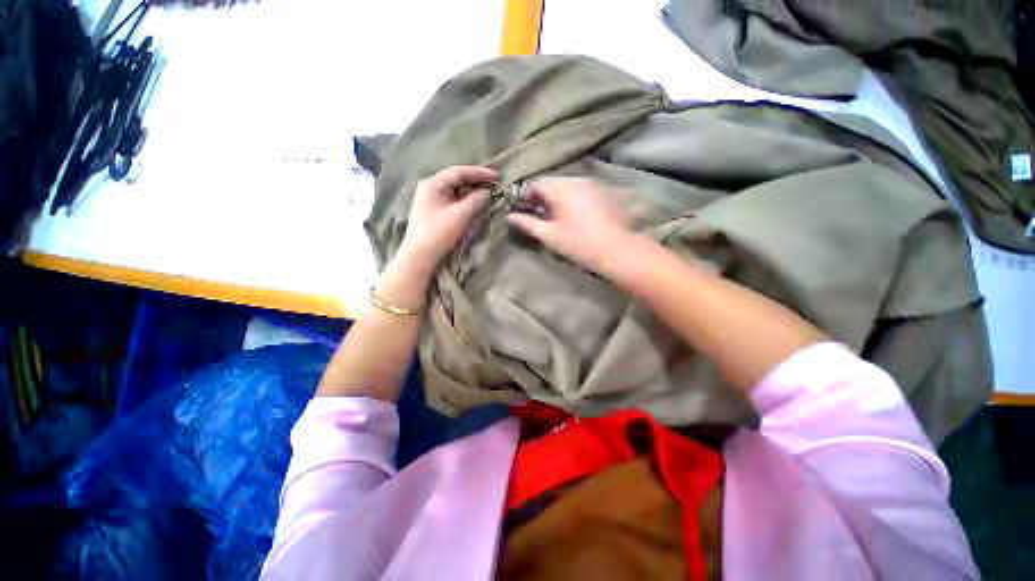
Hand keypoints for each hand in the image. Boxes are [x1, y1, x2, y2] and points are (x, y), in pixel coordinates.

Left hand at [395, 165, 498, 275]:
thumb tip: (488, 192)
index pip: (459, 172)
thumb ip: (475, 201)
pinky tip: (475, 200)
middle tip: (495, 182)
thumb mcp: (459, 215)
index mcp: (433, 184)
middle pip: (456, 178)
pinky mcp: (433, 209)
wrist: (419, 255)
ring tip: (488, 189)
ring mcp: (430, 198)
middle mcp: (430, 186)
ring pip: (455, 188)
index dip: (480, 173)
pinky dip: (465, 198)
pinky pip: (452, 198)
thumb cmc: (438, 233)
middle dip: (476, 180)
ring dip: (471, 189)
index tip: (497, 176)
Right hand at [507, 178, 633, 274]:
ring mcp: (592, 184)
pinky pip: (581, 190)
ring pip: (567, 186)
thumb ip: (528, 224)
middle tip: (540, 216)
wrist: (617, 249)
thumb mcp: (549, 235)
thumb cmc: (579, 243)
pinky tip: (575, 215)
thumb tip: (510, 217)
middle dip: (543, 197)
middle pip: (552, 183)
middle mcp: (576, 180)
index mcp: (560, 189)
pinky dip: (572, 198)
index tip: (525, 211)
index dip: (527, 196)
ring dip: (558, 197)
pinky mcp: (603, 192)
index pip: (536, 184)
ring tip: (557, 217)